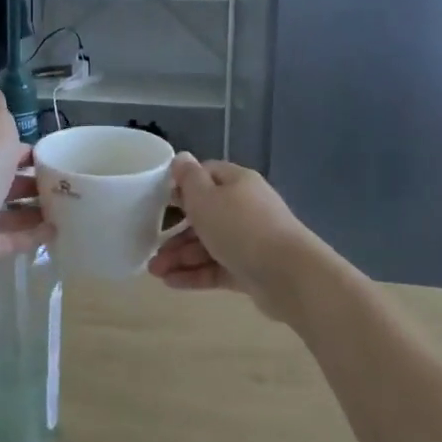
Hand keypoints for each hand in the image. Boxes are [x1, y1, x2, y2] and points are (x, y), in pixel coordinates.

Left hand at [0, 85, 53, 269]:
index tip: (49, 152)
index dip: (22, 149)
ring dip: (35, 209)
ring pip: (11, 211)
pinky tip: (58, 231)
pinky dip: (34, 235)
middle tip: (64, 182)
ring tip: (68, 207)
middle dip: (31, 181)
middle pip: (6, 181)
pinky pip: (14, 239)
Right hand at [147, 155, 334, 322]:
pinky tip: (171, 283)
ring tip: (155, 273)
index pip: (205, 175)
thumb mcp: (206, 198)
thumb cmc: (241, 227)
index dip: (180, 187)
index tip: (157, 202)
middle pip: (204, 214)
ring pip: (208, 244)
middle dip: (174, 231)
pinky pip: (217, 267)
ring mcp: (249, 240)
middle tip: (152, 248)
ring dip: (180, 256)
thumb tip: (181, 158)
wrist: (289, 275)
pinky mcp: (251, 269)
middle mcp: (244, 207)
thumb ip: (188, 179)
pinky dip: (195, 273)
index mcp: (236, 182)